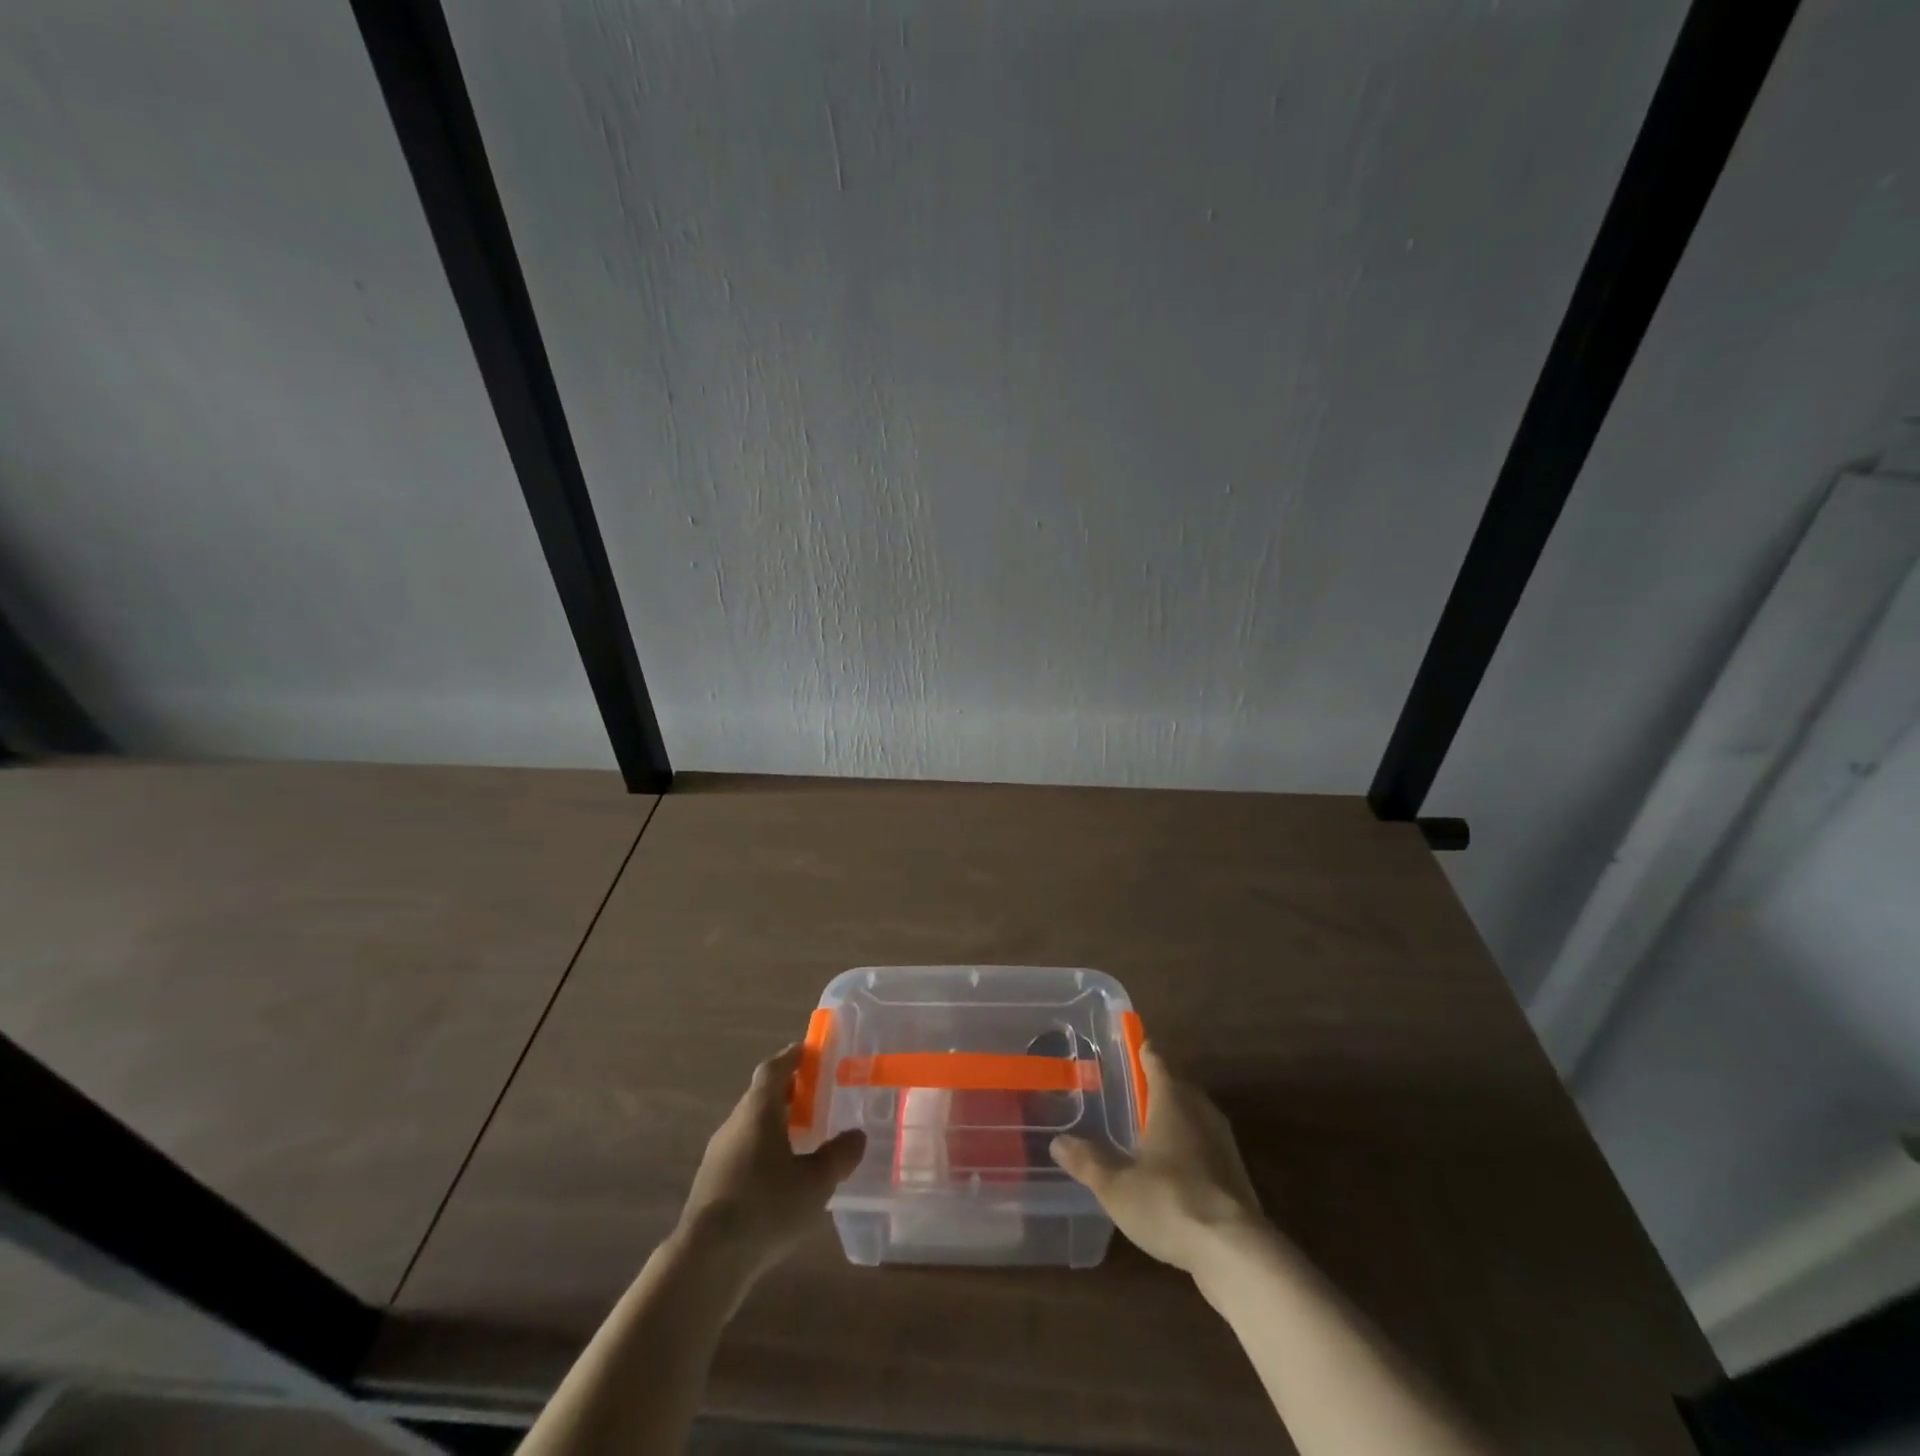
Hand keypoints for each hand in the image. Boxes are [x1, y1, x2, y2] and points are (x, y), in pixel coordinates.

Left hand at [679, 1043, 866, 1277]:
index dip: (792, 1056)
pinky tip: (782, 1174)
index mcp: (758, 1111)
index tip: (811, 1050)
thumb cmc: (765, 1207)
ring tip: (805, 1134)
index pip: (774, 1069)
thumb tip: (858, 1135)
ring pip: (752, 1124)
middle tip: (817, 1093)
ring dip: (777, 1121)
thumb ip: (839, 1156)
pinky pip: (744, 1150)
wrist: (705, 1261)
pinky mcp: (712, 1183)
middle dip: (789, 1090)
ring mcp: (719, 1154)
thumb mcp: (815, 1183)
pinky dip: (765, 1148)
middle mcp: (735, 1123)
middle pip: (762, 1095)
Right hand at [1050, 1042, 1265, 1272]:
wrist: (1236, 1252)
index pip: (1155, 1059)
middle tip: (1127, 1092)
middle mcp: (1200, 1110)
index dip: (1140, 1051)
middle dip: (1155, 1085)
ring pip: (1193, 1115)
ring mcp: (1223, 1141)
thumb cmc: (1170, 1202)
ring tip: (1145, 1130)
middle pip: (1177, 1085)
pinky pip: (1205, 1144)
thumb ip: (1087, 1162)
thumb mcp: (1116, 1186)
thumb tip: (1058, 1142)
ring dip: (1173, 1117)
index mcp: (1172, 1099)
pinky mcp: (1235, 1173)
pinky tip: (1171, 1169)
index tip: (1124, 1048)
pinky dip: (1188, 1147)